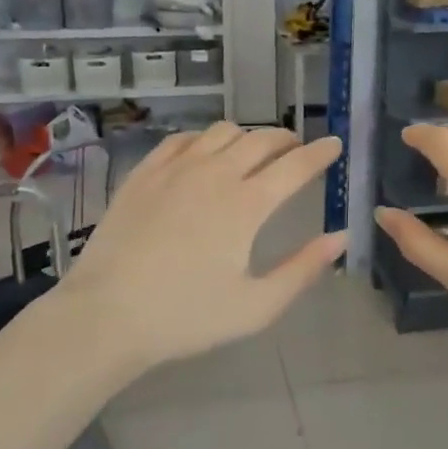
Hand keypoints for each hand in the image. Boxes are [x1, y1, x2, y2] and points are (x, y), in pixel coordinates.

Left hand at [50, 124, 344, 373]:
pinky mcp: (144, 173)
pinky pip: (183, 139)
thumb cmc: (186, 316)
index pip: (295, 166)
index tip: (335, 144)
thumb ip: (303, 269)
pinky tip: (205, 152)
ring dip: (248, 136)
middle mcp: (215, 174)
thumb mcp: (256, 306)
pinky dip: (205, 138)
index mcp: (247, 205)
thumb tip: (340, 236)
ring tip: (254, 151)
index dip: (320, 153)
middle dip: (287, 139)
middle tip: (298, 149)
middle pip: (261, 140)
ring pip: (222, 132)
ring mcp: (175, 169)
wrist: (107, 315)